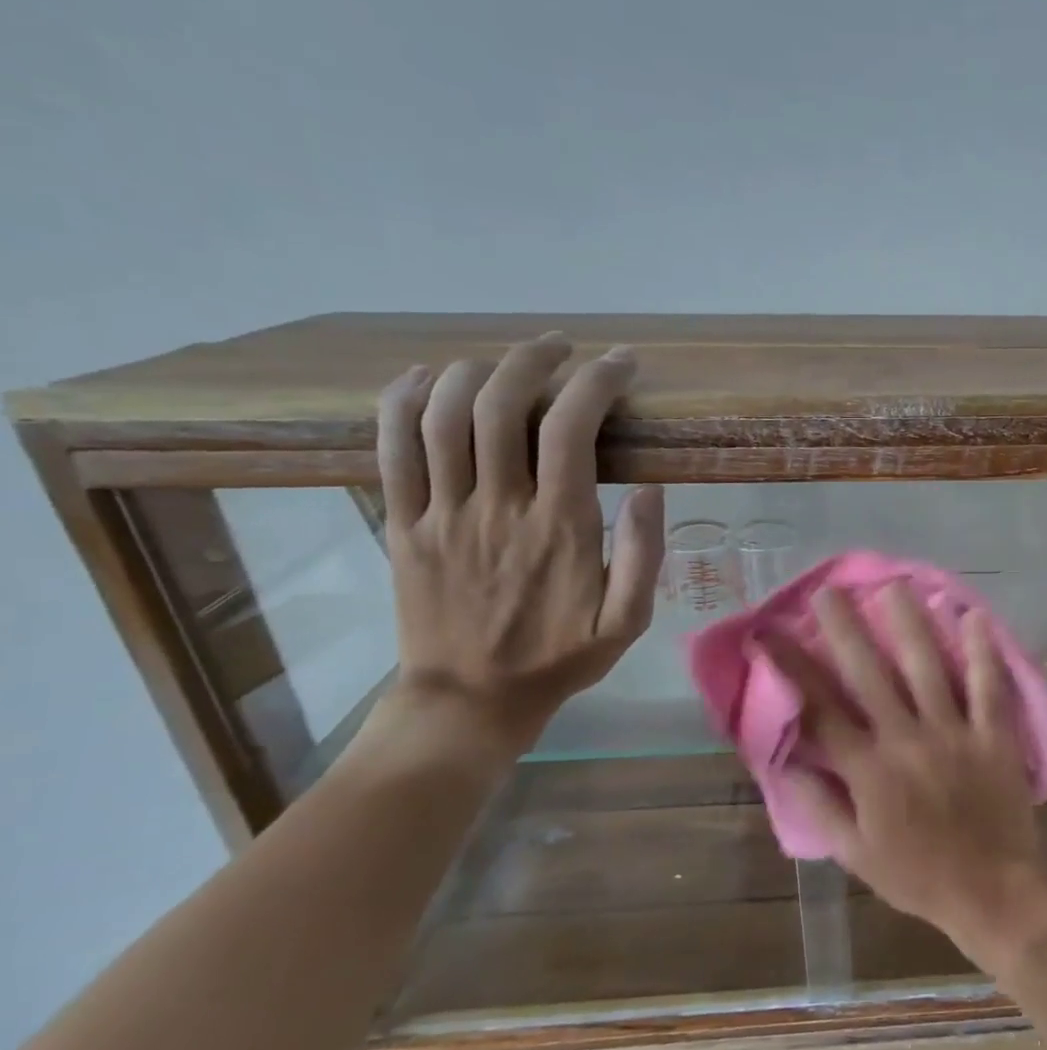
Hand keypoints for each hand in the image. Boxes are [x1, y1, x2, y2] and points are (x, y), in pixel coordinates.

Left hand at [375, 334, 664, 754]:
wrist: (470, 701)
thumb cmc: (559, 659)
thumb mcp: (628, 622)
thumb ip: (645, 555)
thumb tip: (653, 489)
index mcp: (559, 528)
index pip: (571, 430)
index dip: (596, 383)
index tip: (621, 364)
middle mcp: (498, 508)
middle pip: (503, 406)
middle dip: (535, 360)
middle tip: (563, 348)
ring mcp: (442, 513)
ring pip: (446, 416)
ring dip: (478, 371)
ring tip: (508, 358)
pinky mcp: (402, 524)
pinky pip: (391, 449)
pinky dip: (403, 401)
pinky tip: (427, 377)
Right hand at [780, 583, 1046, 972]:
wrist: (991, 891)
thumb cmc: (917, 875)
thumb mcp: (854, 854)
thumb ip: (819, 805)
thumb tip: (785, 761)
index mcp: (867, 770)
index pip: (818, 708)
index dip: (791, 667)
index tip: (770, 633)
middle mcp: (905, 740)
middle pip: (869, 674)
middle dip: (845, 629)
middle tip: (830, 590)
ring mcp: (953, 733)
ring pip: (926, 668)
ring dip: (909, 624)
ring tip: (895, 586)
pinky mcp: (993, 735)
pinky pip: (988, 686)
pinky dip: (982, 650)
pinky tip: (974, 615)